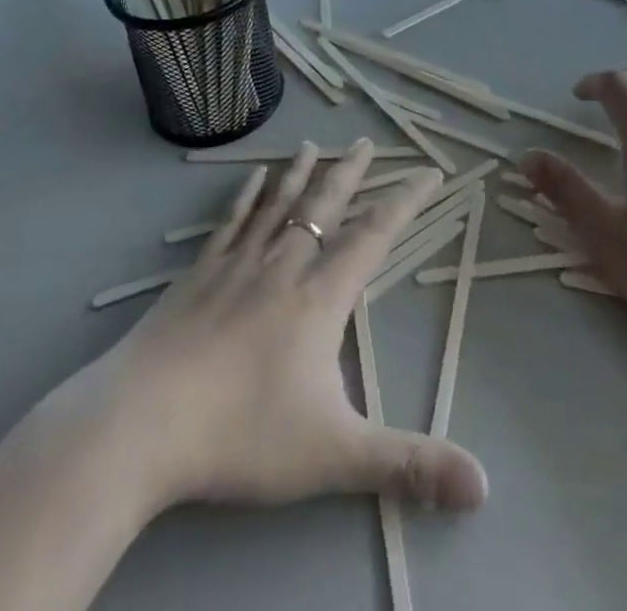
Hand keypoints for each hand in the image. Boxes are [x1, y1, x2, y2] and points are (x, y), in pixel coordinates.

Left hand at [83, 140, 488, 515]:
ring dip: (300, 173)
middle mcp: (282, 265)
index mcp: (319, 297)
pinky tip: (253, 178)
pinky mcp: (199, 273)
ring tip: (312, 144)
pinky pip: (232, 220)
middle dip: (349, 173)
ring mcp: (237, 264)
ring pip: (278, 205)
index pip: (374, 235)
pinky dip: (248, 194)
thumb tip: (484, 484)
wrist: (142, 422)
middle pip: (324, 206)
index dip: (406, 201)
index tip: (429, 172)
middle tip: (365, 142)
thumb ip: (408, 465)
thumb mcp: (334, 456)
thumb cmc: (241, 434)